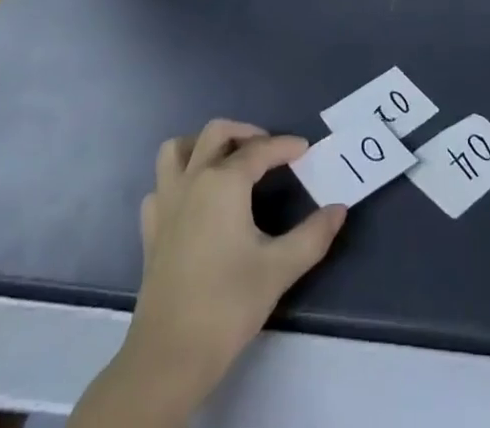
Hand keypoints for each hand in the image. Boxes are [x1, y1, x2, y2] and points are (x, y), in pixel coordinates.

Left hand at [101, 120, 346, 423]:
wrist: (169, 357)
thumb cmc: (227, 306)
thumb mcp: (279, 269)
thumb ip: (313, 235)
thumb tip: (339, 209)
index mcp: (223, 182)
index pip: (260, 150)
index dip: (285, 146)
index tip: (306, 149)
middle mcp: (193, 180)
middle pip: (217, 133)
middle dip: (246, 133)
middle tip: (268, 150)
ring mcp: (166, 203)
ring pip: (177, 150)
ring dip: (202, 145)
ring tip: (225, 160)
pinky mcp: (150, 230)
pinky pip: (161, 186)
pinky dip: (177, 180)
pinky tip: (193, 199)